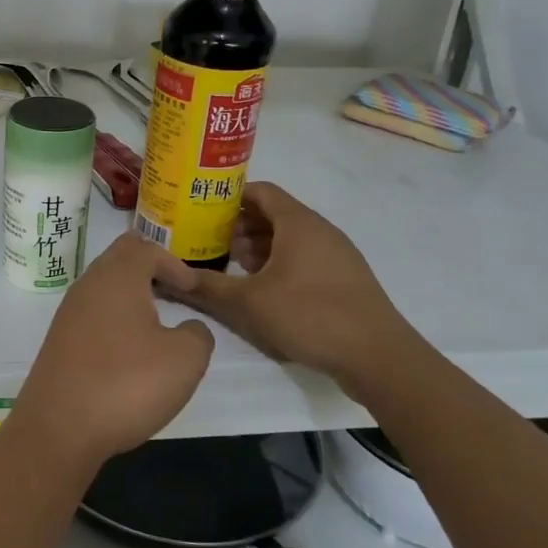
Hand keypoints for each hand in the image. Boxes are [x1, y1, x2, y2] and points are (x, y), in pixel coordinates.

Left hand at [11, 235, 214, 467]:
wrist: (59, 427)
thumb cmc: (127, 384)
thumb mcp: (185, 360)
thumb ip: (197, 334)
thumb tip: (188, 328)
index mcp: (118, 276)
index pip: (147, 248)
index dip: (175, 264)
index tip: (194, 289)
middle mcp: (88, 285)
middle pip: (120, 257)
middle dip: (150, 268)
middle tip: (176, 292)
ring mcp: (69, 312)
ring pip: (104, 285)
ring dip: (131, 294)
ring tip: (157, 321)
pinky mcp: (60, 340)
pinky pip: (93, 312)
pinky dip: (115, 317)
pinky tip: (129, 347)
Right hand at [167, 181, 416, 391]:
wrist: (378, 356)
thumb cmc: (310, 315)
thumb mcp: (249, 302)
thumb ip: (208, 286)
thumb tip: (169, 276)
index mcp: (298, 222)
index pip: (259, 191)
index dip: (228, 197)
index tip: (201, 211)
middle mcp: (319, 230)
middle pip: (273, 213)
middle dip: (239, 225)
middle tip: (209, 242)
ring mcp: (336, 254)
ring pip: (289, 238)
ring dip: (258, 246)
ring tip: (231, 266)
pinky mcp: (344, 278)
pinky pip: (304, 257)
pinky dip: (279, 263)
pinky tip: (263, 289)